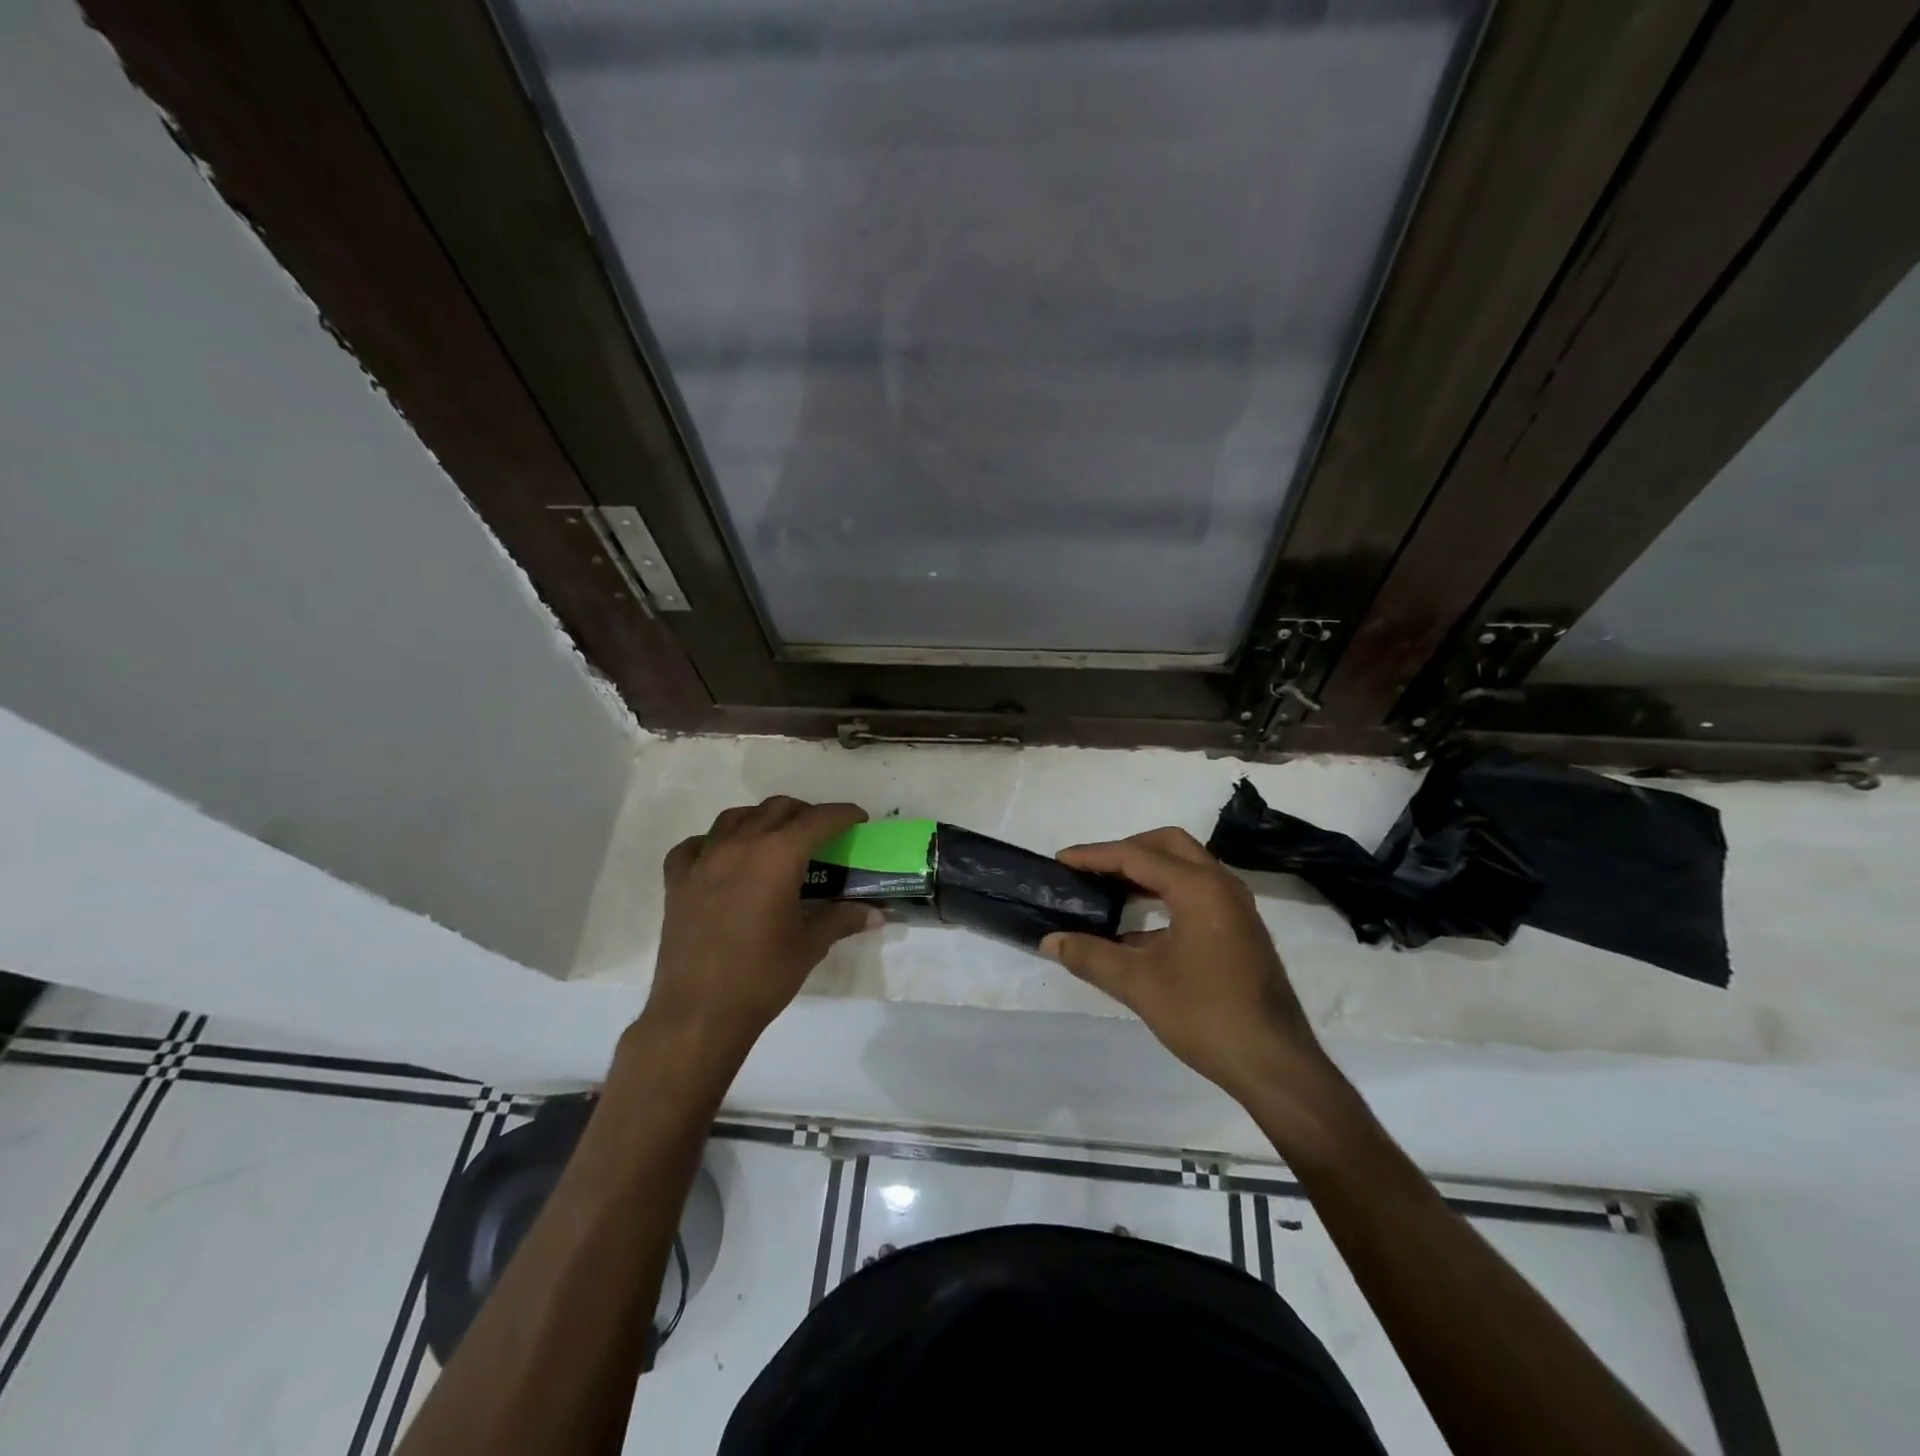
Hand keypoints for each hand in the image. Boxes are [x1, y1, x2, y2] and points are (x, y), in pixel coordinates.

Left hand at [641, 797, 882, 1063]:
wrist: (698, 1014)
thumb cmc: (762, 977)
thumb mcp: (810, 945)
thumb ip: (842, 919)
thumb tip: (876, 913)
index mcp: (777, 856)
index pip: (817, 819)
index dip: (843, 814)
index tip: (858, 819)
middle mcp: (740, 845)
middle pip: (777, 809)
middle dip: (805, 814)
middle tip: (821, 834)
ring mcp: (703, 860)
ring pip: (735, 817)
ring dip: (761, 819)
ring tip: (775, 839)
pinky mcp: (677, 880)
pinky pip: (696, 845)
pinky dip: (714, 842)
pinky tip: (724, 858)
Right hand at [1041, 828, 1343, 1125]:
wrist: (1275, 1065)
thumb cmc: (1206, 1015)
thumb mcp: (1138, 984)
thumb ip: (1090, 956)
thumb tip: (1050, 941)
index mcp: (1199, 888)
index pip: (1137, 856)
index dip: (1094, 856)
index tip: (1061, 861)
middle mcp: (1222, 886)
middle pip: (1167, 846)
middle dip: (1126, 852)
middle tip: (1091, 870)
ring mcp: (1235, 908)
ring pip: (1185, 869)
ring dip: (1146, 874)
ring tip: (1107, 892)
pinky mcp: (1239, 931)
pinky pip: (1196, 895)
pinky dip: (1164, 898)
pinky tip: (1135, 932)